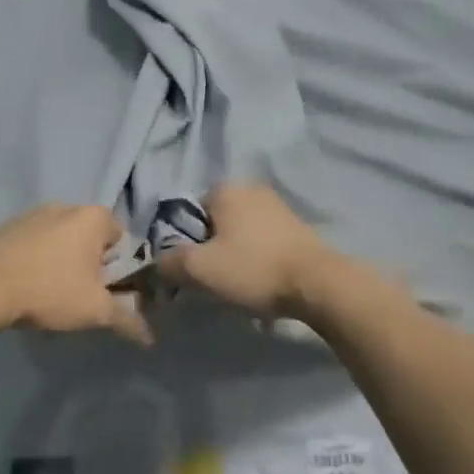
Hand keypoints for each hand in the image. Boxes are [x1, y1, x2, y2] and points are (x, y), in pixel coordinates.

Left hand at [0, 204, 152, 345]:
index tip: (104, 292)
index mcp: (94, 217)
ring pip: (61, 238)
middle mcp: (67, 205)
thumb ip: (126, 320)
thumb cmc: (49, 290)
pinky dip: (37, 257)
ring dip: (62, 260)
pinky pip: (35, 241)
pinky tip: (25, 283)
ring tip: (49, 292)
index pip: (120, 239)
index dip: (117, 268)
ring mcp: (35, 212)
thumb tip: (149, 337)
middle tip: (79, 295)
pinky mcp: (9, 224)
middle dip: (89, 263)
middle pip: (90, 237)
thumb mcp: (94, 310)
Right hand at [156, 184, 328, 317]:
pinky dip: (257, 258)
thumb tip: (156, 264)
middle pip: (214, 223)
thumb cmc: (253, 268)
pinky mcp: (295, 224)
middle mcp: (250, 188)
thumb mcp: (200, 269)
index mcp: (224, 189)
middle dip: (212, 251)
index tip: (195, 270)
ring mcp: (276, 205)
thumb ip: (169, 263)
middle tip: (217, 281)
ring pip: (239, 234)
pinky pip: (262, 241)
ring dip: (235, 257)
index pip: (188, 214)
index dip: (186, 244)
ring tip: (242, 286)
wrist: (317, 283)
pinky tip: (263, 281)